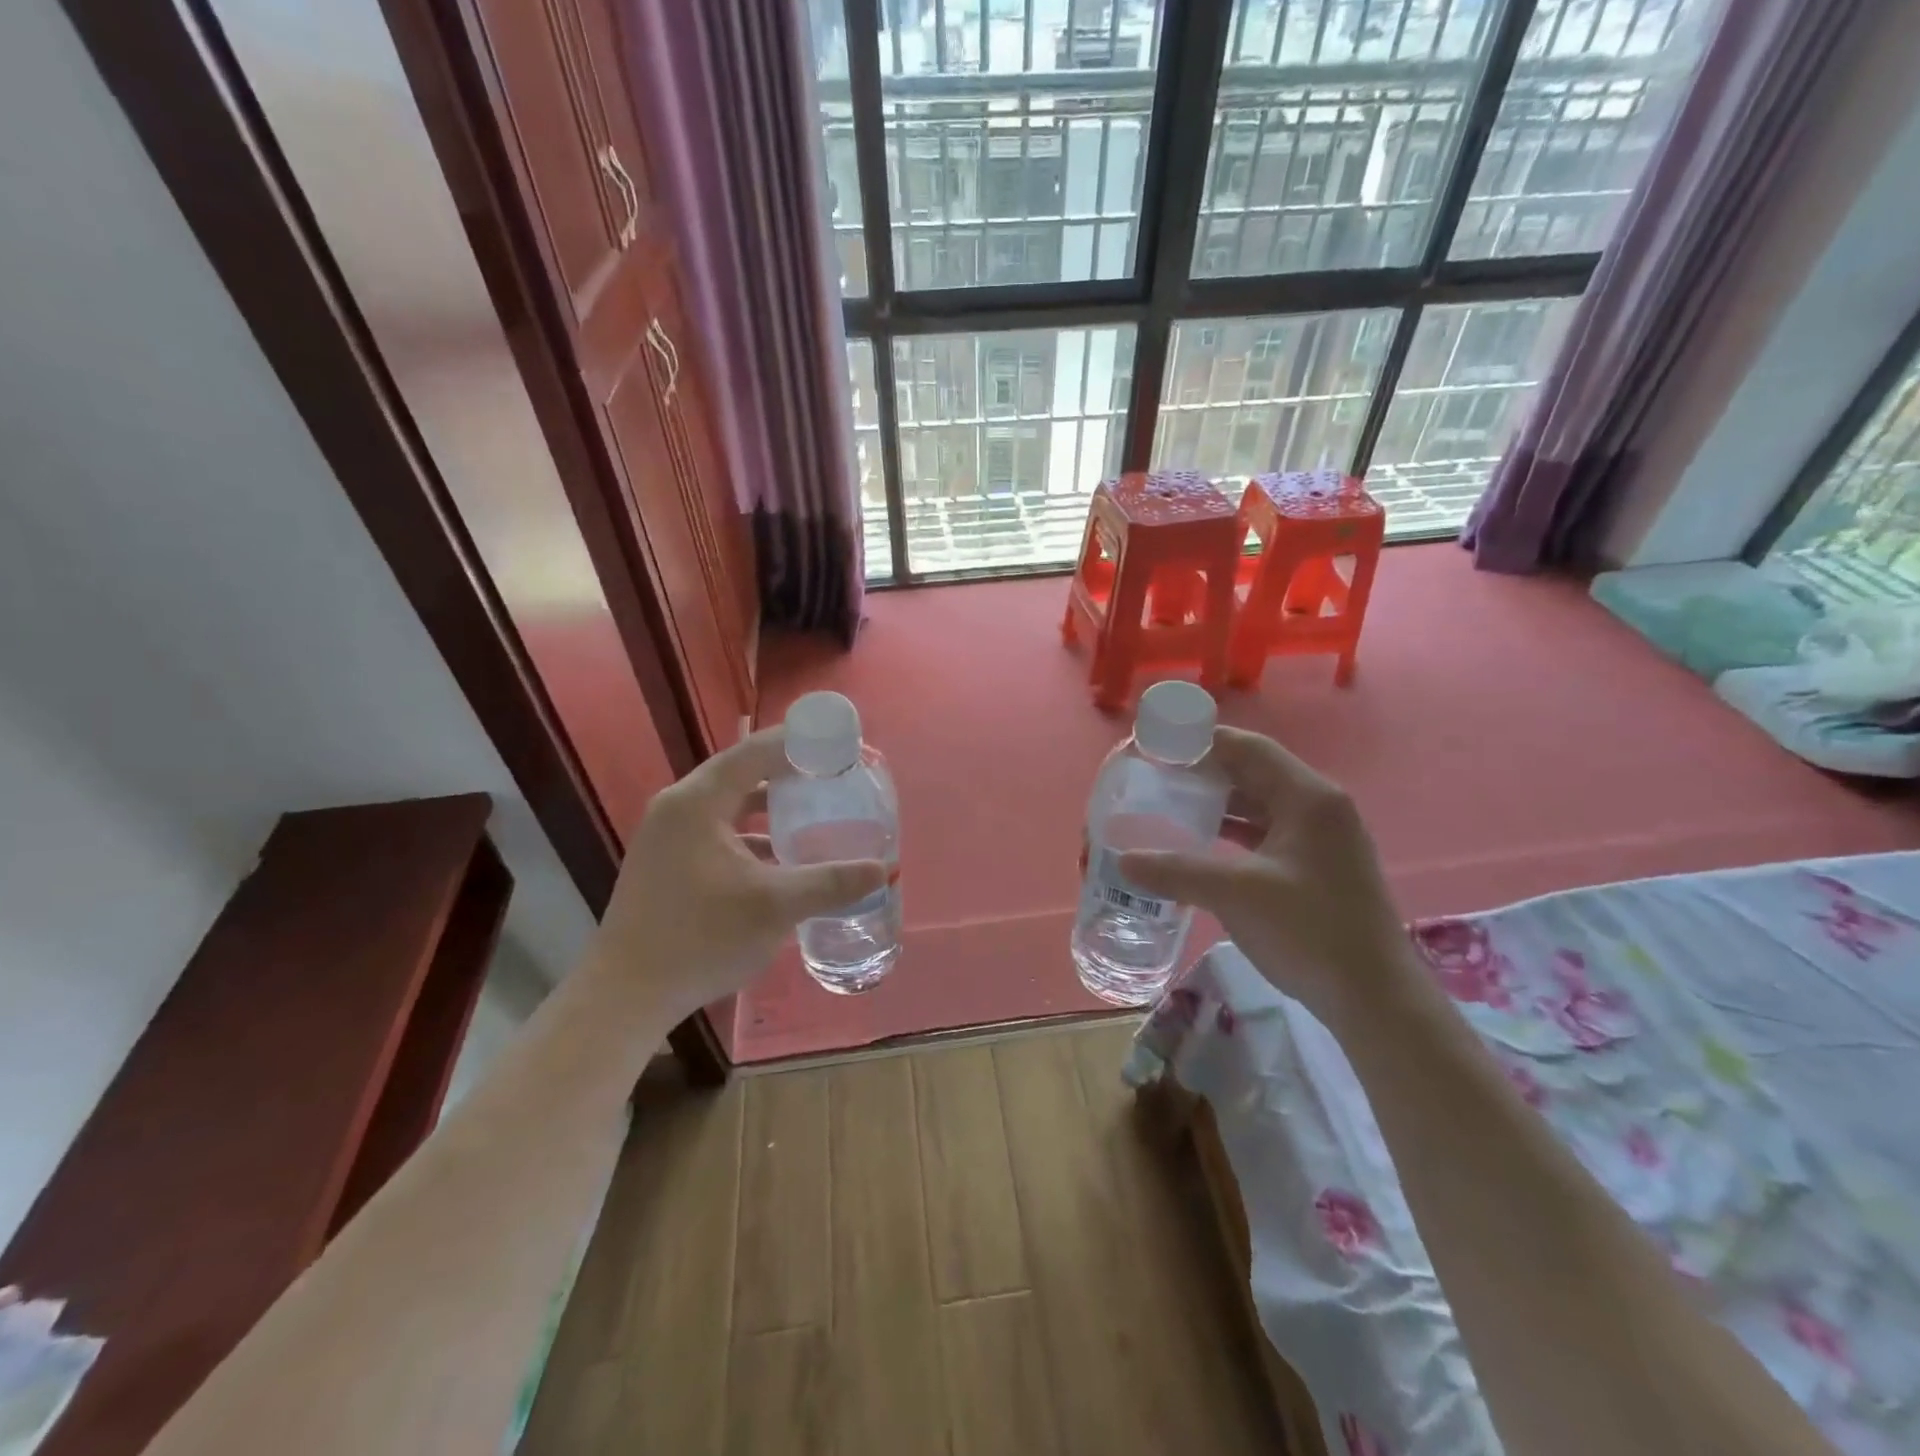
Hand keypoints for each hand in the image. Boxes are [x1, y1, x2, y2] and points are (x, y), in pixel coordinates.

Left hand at [590, 728, 886, 1025]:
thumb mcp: (774, 907)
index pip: (755, 751)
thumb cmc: (699, 939)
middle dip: (790, 773)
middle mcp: (679, 807)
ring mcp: (668, 836)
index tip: (839, 743)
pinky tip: (782, 858)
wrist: (626, 996)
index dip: (799, 742)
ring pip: (730, 804)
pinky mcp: (667, 863)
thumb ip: (830, 883)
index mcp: (698, 802)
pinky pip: (718, 831)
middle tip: (834, 776)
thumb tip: (883, 870)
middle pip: (742, 772)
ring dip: (772, 805)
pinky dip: (752, 834)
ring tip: (815, 811)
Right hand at [1118, 727, 1418, 1028]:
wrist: (1374, 999)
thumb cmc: (1310, 932)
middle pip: (1253, 771)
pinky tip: (1199, 842)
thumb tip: (1124, 860)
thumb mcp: (1237, 894)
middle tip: (1155, 777)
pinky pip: (1265, 832)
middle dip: (1204, 772)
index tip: (1156, 747)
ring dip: (1217, 802)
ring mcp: (1320, 837)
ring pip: (1258, 803)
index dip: (1200, 742)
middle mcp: (1317, 806)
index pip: (1247, 748)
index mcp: (1308, 797)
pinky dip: (1231, 831)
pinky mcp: (1315, 865)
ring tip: (1168, 805)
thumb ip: (1177, 871)